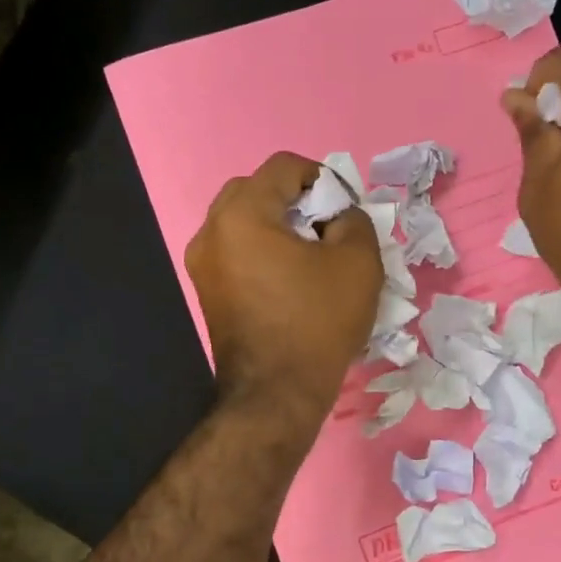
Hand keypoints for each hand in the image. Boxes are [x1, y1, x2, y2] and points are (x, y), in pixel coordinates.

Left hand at [186, 152, 381, 426]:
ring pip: (242, 221)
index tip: (345, 208)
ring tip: (311, 255)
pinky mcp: (207, 291)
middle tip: (326, 228)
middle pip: (256, 189)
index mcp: (242, 214)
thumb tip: (340, 215)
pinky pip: (236, 251)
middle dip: (295, 199)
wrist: (276, 394)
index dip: (322, 177)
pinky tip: (290, 278)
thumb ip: (354, 219)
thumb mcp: (358, 263)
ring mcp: (202, 264)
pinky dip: (262, 250)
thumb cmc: (317, 322)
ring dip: (278, 225)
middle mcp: (211, 231)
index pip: (283, 167)